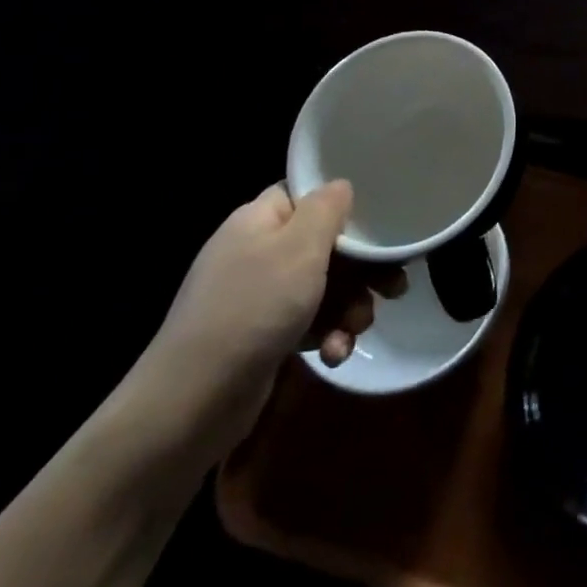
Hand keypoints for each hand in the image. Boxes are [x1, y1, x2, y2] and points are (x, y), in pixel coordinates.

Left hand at [136, 182, 398, 450]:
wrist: (193, 402)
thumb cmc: (253, 309)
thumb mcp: (299, 249)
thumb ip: (326, 209)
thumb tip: (340, 184)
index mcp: (258, 221)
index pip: (305, 196)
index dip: (342, 207)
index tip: (378, 224)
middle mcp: (256, 253)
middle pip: (325, 245)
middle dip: (363, 269)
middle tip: (393, 287)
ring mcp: (257, 297)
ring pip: (324, 287)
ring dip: (350, 307)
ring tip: (357, 328)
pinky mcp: (262, 337)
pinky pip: (308, 322)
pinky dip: (327, 335)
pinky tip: (334, 353)